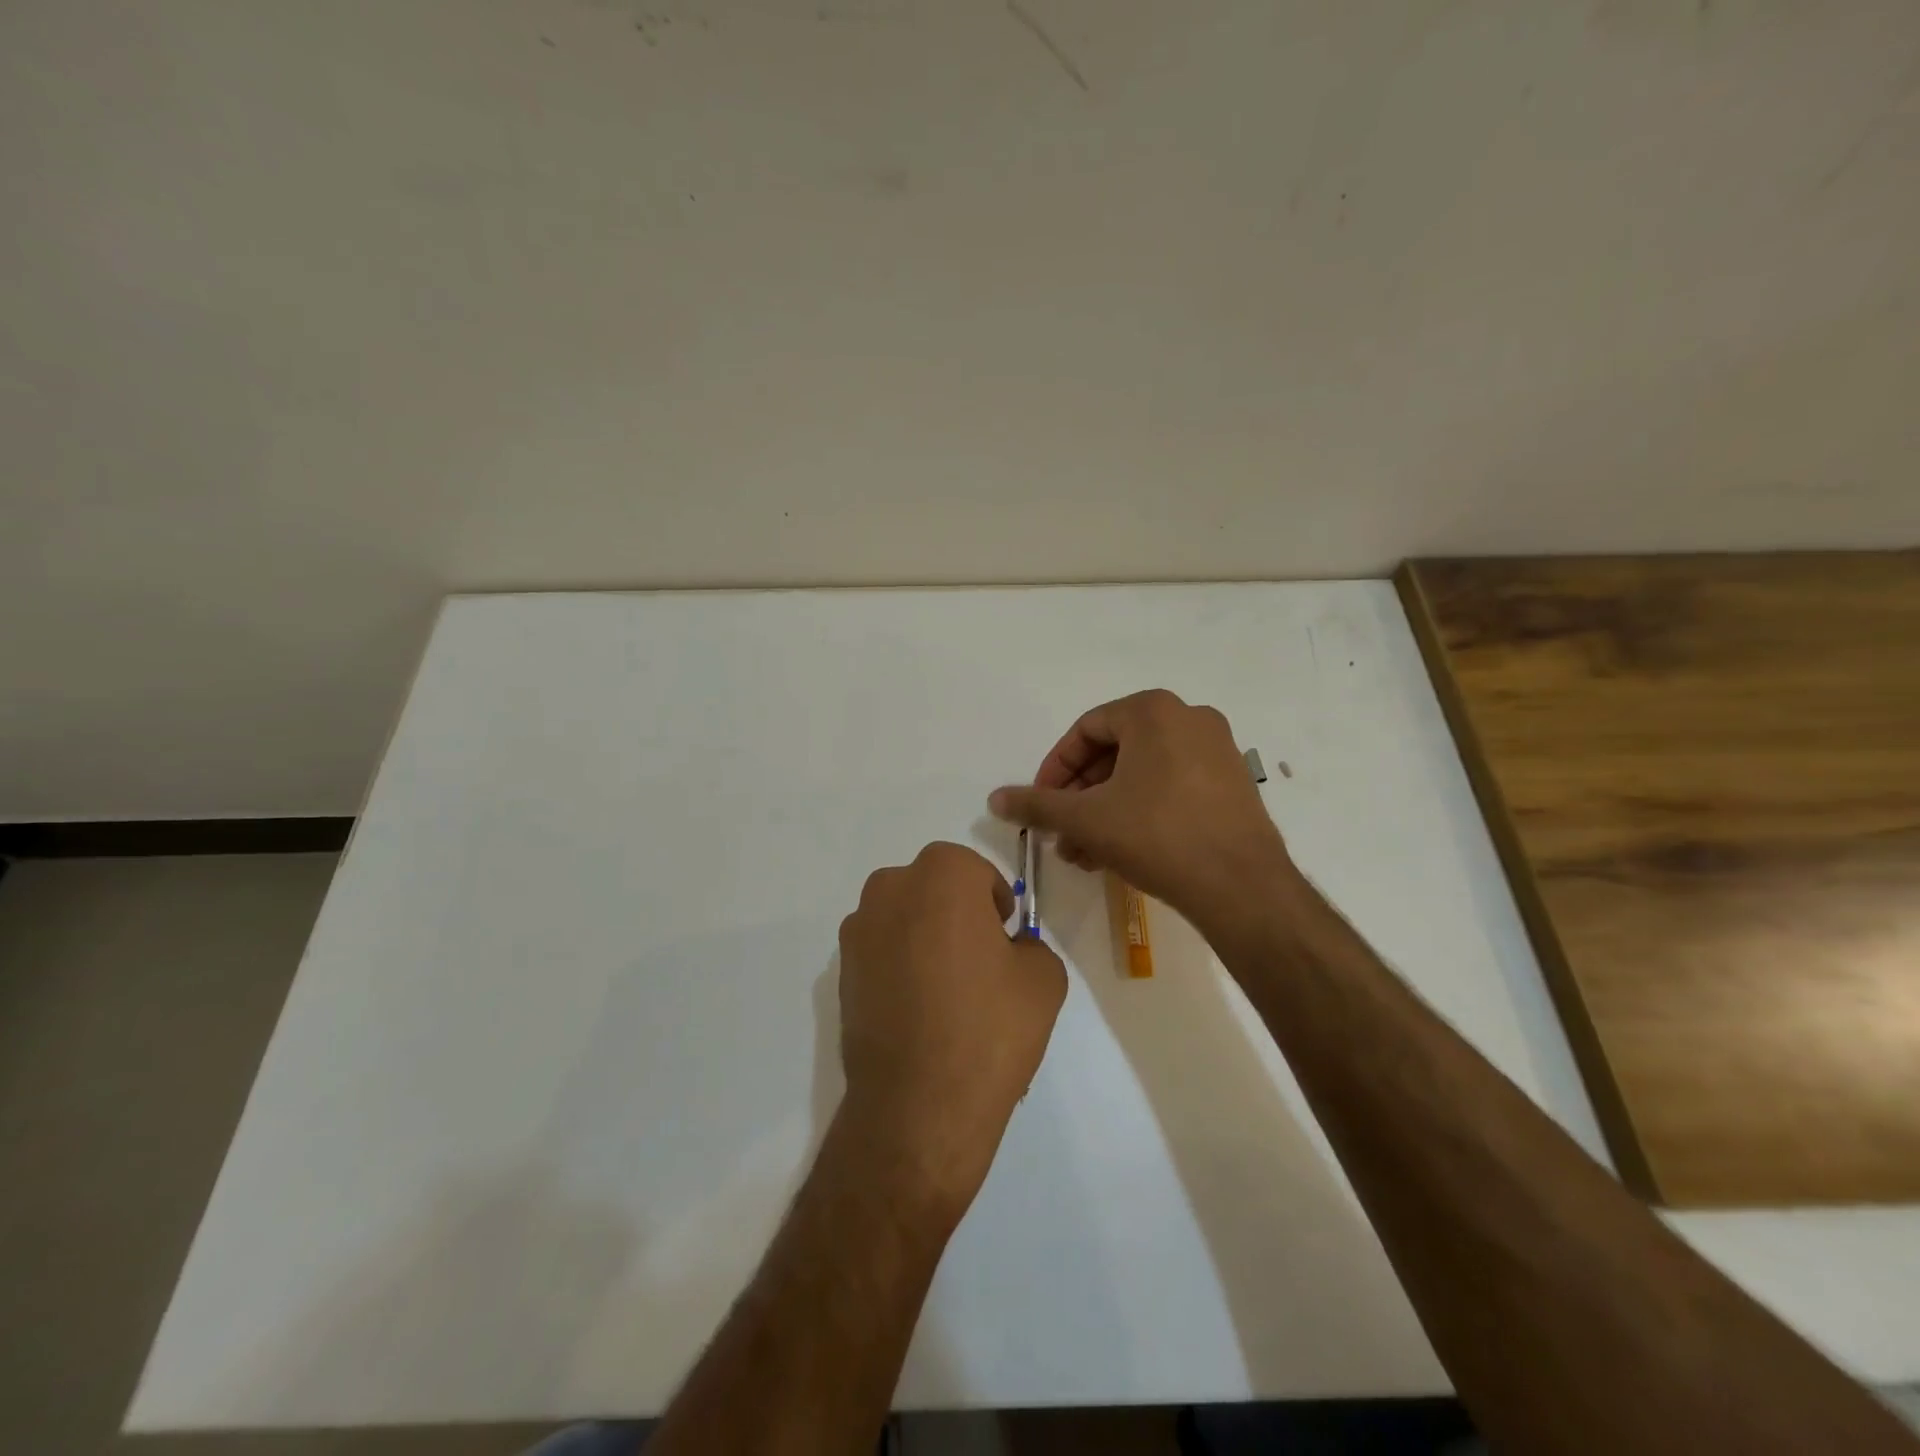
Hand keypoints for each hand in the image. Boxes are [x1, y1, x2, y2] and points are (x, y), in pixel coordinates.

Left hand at [836, 842, 1067, 1223]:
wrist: (918, 1105)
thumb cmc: (988, 1028)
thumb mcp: (1044, 978)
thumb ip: (1030, 945)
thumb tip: (1009, 949)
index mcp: (941, 876)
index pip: (973, 870)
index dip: (993, 900)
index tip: (1005, 934)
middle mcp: (890, 889)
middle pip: (932, 887)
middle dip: (956, 911)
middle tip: (979, 959)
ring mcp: (858, 931)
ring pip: (903, 917)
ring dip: (924, 935)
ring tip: (946, 990)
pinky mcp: (840, 972)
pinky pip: (880, 951)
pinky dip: (899, 965)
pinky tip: (918, 1011)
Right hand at [988, 689, 1295, 931]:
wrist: (1242, 887)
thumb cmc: (1157, 836)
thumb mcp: (1086, 819)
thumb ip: (1037, 804)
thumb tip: (994, 798)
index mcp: (1153, 711)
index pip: (1086, 730)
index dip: (1055, 769)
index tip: (1041, 804)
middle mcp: (1189, 718)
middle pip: (1114, 753)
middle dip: (1080, 797)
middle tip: (1061, 833)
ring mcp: (1217, 750)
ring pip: (1141, 774)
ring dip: (1105, 810)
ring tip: (1084, 853)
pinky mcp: (1232, 783)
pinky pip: (1170, 787)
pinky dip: (1139, 812)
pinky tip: (1119, 852)